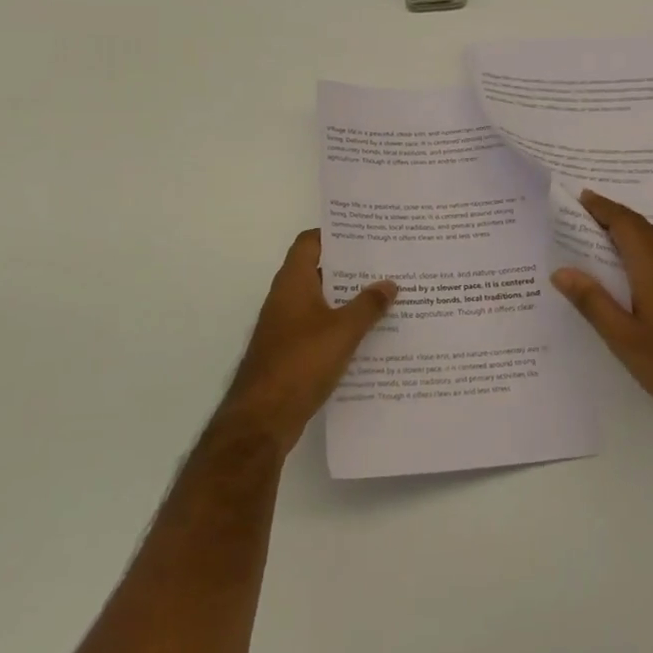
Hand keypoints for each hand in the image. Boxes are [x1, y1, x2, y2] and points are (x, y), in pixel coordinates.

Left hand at [215, 230, 395, 457]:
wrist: (263, 418)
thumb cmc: (301, 363)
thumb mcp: (343, 331)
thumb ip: (368, 305)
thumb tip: (389, 284)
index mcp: (293, 282)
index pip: (310, 241)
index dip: (335, 234)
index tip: (366, 234)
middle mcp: (286, 297)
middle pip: (319, 269)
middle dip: (350, 267)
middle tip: (386, 263)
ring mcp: (286, 326)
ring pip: (321, 300)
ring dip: (348, 298)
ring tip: (386, 295)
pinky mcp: (290, 351)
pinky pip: (320, 327)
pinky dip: (341, 325)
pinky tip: (369, 334)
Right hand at [552, 191, 652, 449]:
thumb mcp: (624, 339)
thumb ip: (593, 302)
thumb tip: (561, 271)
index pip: (625, 224)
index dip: (602, 207)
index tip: (578, 197)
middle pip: (641, 228)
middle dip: (612, 215)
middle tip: (581, 213)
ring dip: (628, 232)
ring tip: (598, 236)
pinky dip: (640, 251)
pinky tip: (629, 272)